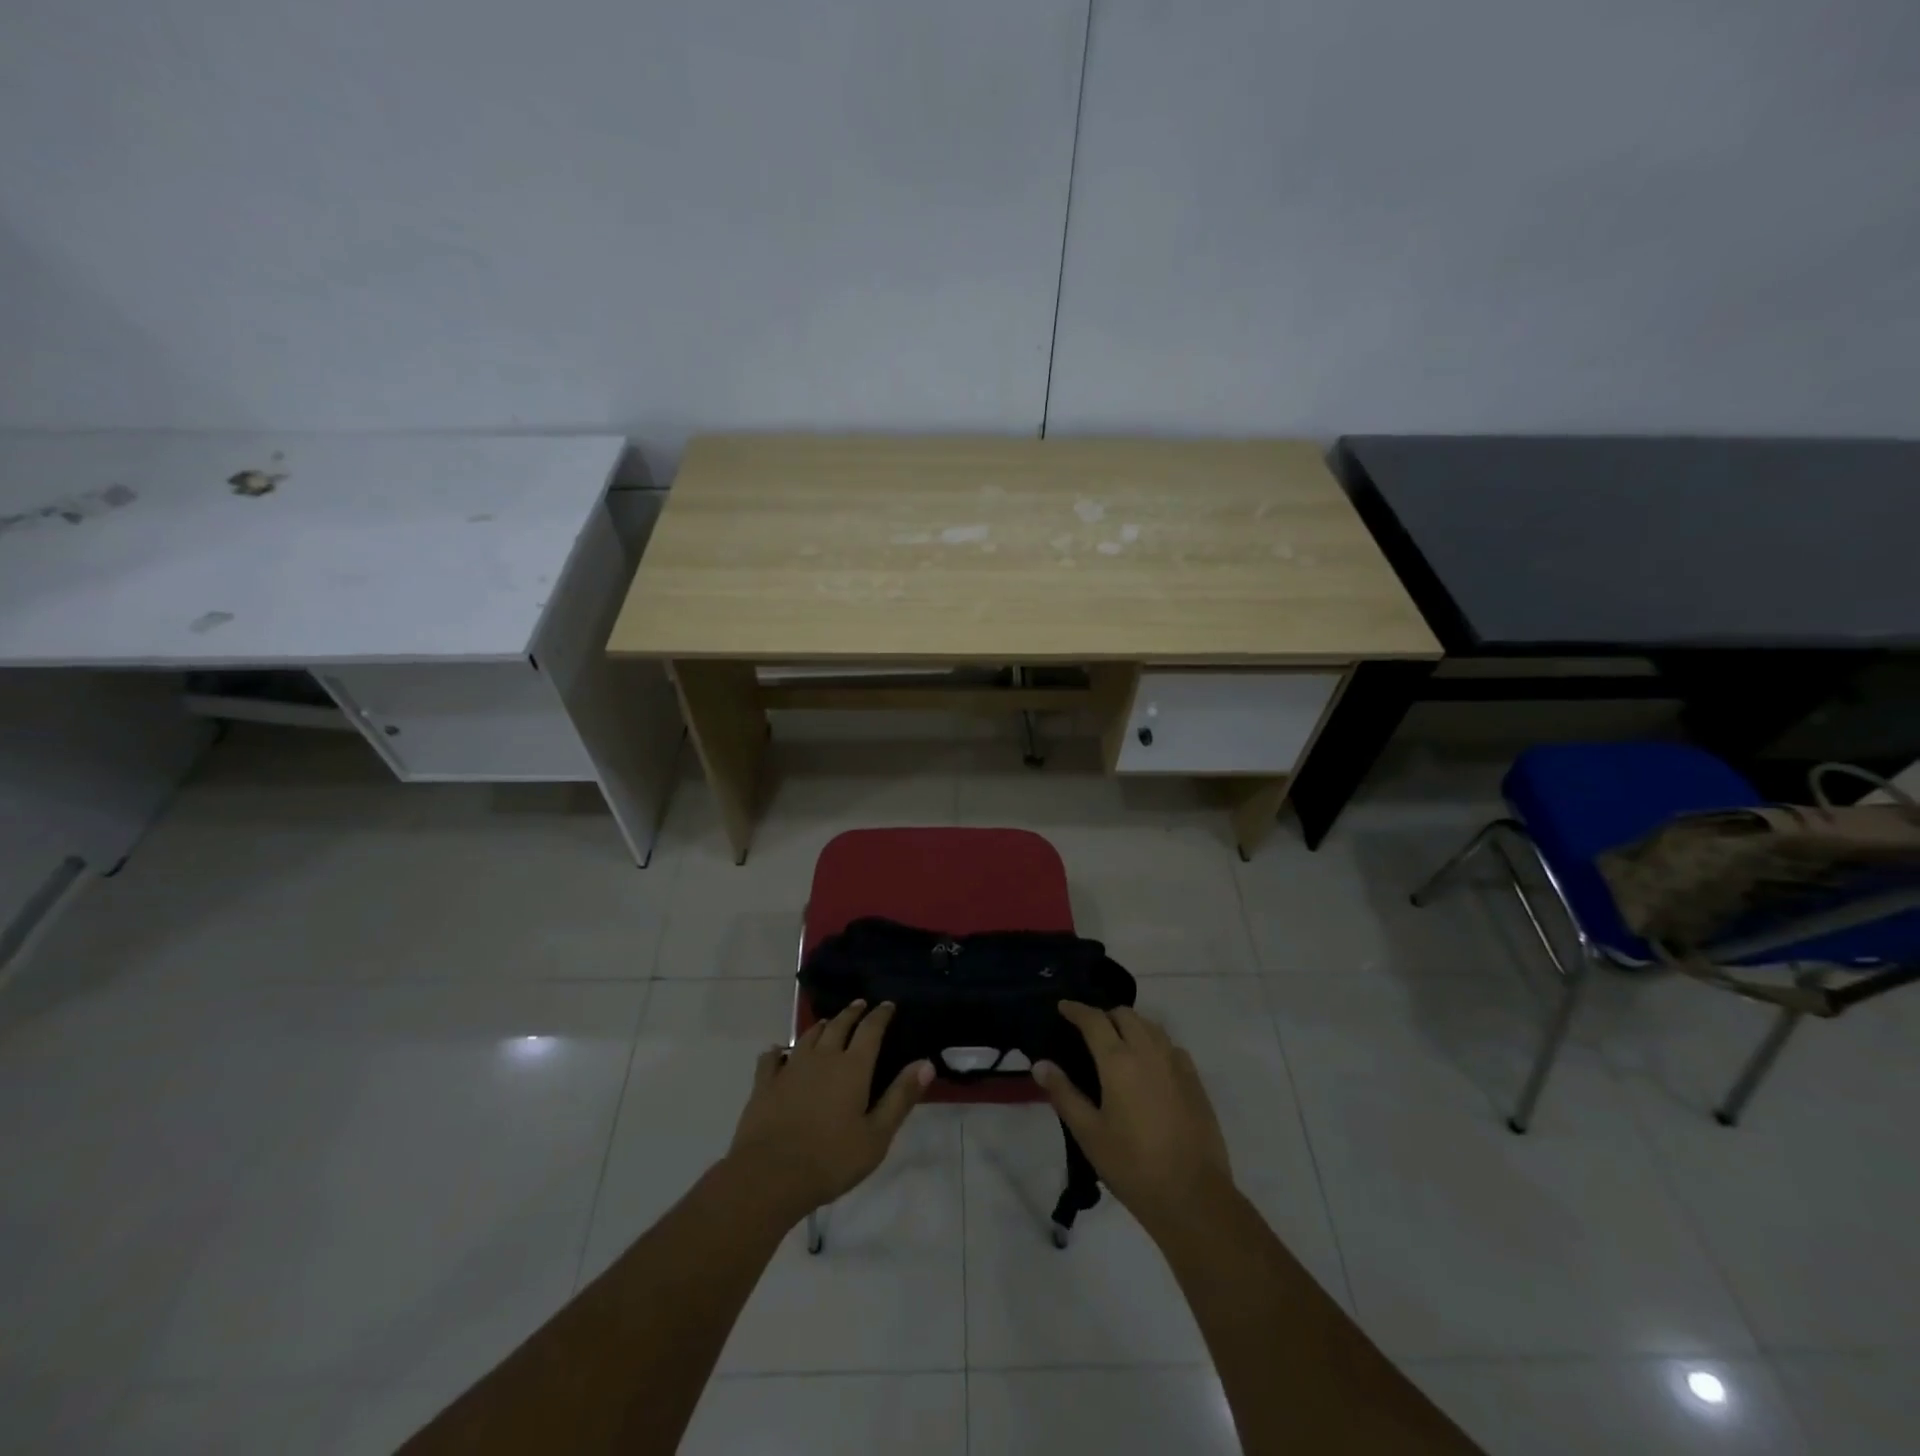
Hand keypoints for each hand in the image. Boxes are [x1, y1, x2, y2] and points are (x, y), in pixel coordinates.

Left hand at [727, 1000, 932, 1222]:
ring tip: (828, 1023)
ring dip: (821, 1026)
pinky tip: (778, 1052)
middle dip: (852, 1013)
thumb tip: (926, 1064)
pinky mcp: (765, 1084)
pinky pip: (772, 1058)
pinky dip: (778, 1051)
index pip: (870, 1030)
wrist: (769, 1175)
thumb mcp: (877, 1136)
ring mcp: (790, 1068)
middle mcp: (822, 1058)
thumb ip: (901, 1097)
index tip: (888, 1005)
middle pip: (839, 1025)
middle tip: (860, 1004)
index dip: (880, 1015)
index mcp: (852, 1067)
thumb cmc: (831, 1159)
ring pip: (808, 1036)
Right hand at [1033, 1001, 1235, 1240]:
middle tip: (1089, 1031)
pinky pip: (1171, 1046)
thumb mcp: (1089, 1133)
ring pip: (1151, 1026)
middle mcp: (1149, 1051)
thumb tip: (1040, 1065)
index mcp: (1119, 1061)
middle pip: (1125, 1015)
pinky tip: (1149, 1065)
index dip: (1076, 1009)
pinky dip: (1154, 1043)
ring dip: (1131, 1025)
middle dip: (1105, 1015)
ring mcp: (1177, 1064)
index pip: (1094, 1020)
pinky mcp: (1195, 1081)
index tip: (1063, 1007)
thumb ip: (1064, 1094)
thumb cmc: (1133, 1166)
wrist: (1193, 1196)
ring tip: (1118, 1044)